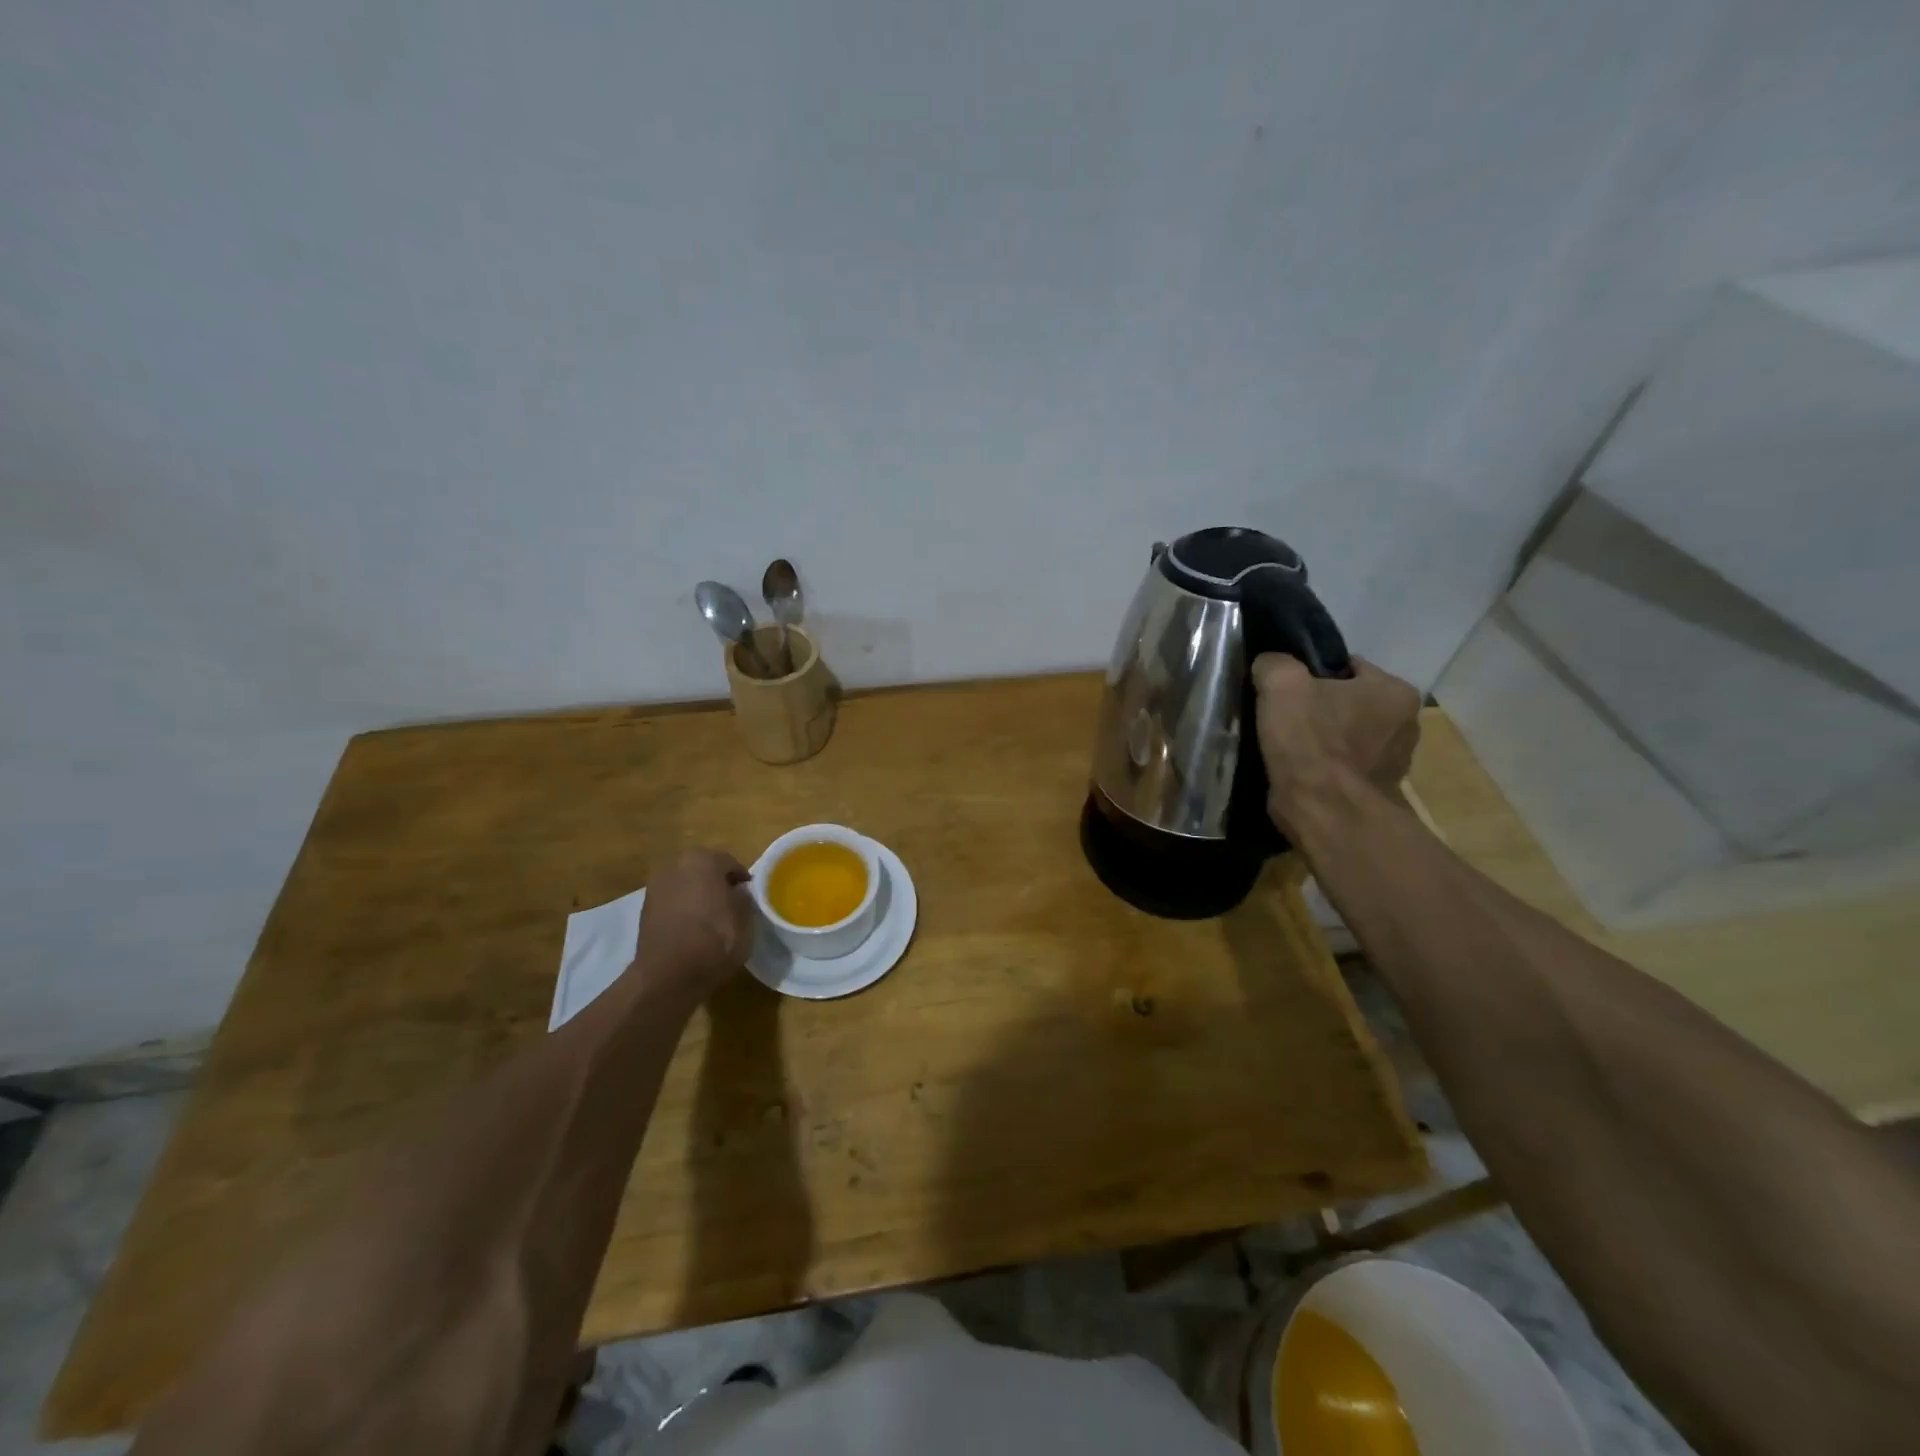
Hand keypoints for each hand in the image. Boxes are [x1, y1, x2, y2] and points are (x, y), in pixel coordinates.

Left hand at [632, 847, 753, 995]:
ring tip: (711, 917)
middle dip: (717, 882)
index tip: (750, 895)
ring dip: (697, 894)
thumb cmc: (715, 940)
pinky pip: (672, 901)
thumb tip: (737, 892)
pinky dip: (682, 908)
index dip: (742, 879)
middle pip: (704, 869)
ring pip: (685, 884)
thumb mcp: (745, 918)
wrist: (668, 975)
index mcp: (703, 859)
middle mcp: (675, 864)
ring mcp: (656, 886)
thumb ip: (744, 897)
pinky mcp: (644, 908)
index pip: (730, 863)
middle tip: (731, 903)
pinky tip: (692, 927)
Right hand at [1253, 653, 1421, 832]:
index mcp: (1395, 691)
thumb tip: (1269, 665)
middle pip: (1349, 703)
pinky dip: (1324, 769)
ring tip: (1286, 748)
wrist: (1326, 812)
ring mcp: (1394, 763)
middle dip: (1320, 708)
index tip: (1286, 689)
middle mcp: (1407, 724)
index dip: (1312, 674)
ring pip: (1347, 737)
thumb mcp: (1281, 684)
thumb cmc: (1312, 742)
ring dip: (1322, 741)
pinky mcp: (1376, 793)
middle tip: (1283, 718)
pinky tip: (1298, 772)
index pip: (1349, 667)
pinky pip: (1343, 769)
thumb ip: (1275, 663)